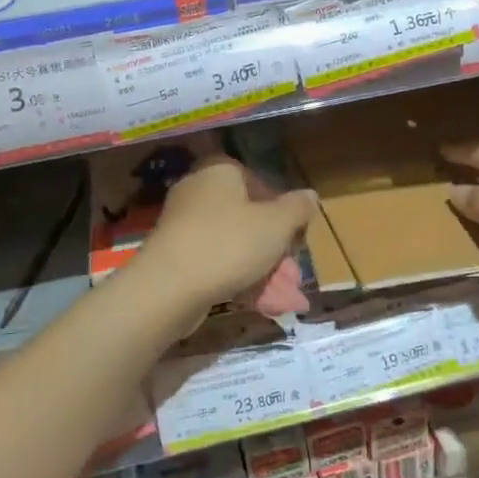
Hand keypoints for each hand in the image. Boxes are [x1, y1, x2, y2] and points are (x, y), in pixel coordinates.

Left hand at [134, 153, 318, 320]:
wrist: (168, 288)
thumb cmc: (229, 243)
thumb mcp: (276, 224)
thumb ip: (297, 208)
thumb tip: (310, 195)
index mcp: (220, 172)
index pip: (258, 180)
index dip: (281, 207)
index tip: (295, 233)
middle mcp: (198, 192)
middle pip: (247, 216)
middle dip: (275, 248)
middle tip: (294, 274)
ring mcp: (184, 226)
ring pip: (234, 245)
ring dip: (263, 270)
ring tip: (287, 300)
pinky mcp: (176, 258)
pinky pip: (216, 264)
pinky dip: (239, 281)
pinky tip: (262, 305)